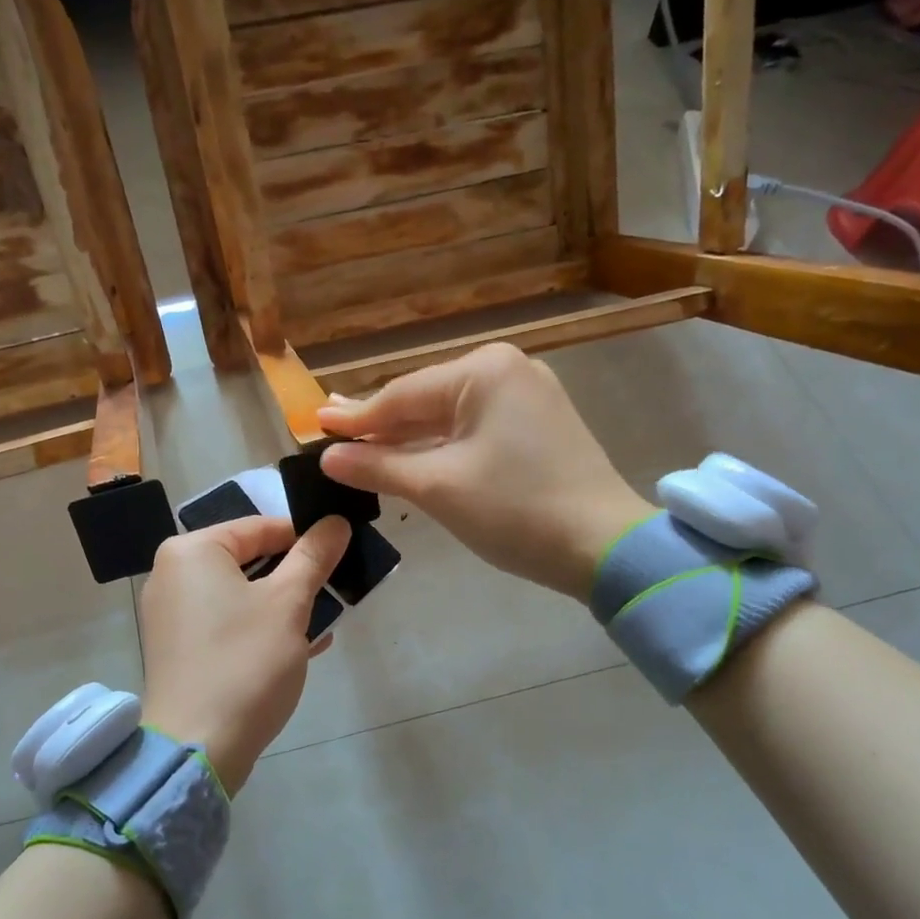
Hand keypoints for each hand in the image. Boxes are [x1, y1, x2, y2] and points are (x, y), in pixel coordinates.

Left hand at [140, 514, 350, 792]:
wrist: (198, 748)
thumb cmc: (245, 662)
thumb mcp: (288, 603)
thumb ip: (313, 557)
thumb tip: (336, 522)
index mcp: (192, 551)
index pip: (259, 527)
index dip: (305, 536)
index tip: (342, 550)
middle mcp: (172, 574)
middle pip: (248, 559)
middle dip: (295, 574)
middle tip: (336, 585)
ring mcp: (172, 615)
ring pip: (241, 593)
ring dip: (284, 603)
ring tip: (327, 617)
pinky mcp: (179, 649)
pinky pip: (228, 622)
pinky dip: (261, 626)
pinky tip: (303, 644)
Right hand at [317, 344, 652, 601]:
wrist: (605, 548)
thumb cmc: (516, 510)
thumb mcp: (437, 488)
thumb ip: (378, 466)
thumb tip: (327, 457)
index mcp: (483, 371)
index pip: (402, 396)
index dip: (356, 418)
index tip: (314, 424)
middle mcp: (506, 370)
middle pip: (425, 401)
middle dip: (381, 425)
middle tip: (331, 431)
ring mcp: (527, 396)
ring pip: (449, 417)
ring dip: (408, 438)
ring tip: (361, 445)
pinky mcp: (538, 426)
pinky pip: (474, 430)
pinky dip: (441, 447)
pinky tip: (412, 456)